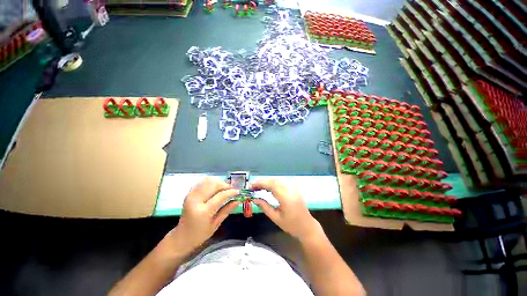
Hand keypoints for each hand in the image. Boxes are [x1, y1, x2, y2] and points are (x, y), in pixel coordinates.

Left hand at [169, 178, 239, 253]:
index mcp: (203, 211)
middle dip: (225, 185)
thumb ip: (227, 210)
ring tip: (224, 189)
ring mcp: (191, 196)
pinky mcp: (189, 194)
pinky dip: (210, 183)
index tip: (238, 192)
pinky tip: (215, 188)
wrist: (181, 237)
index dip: (231, 192)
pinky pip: (202, 182)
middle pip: (214, 185)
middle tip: (231, 190)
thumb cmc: (200, 234)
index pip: (220, 196)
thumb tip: (237, 200)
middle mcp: (196, 201)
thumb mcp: (216, 224)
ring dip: (218, 183)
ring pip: (208, 181)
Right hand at [251, 179, 322, 240]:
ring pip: (278, 180)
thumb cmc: (291, 225)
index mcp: (286, 198)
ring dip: (268, 181)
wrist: (307, 226)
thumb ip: (265, 207)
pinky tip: (269, 187)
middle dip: (262, 182)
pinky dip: (274, 183)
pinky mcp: (295, 188)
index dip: (260, 184)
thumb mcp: (276, 218)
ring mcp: (293, 188)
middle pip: (274, 180)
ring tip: (259, 187)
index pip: (271, 185)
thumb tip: (254, 199)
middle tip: (253, 186)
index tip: (251, 186)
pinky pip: (282, 182)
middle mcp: (290, 190)